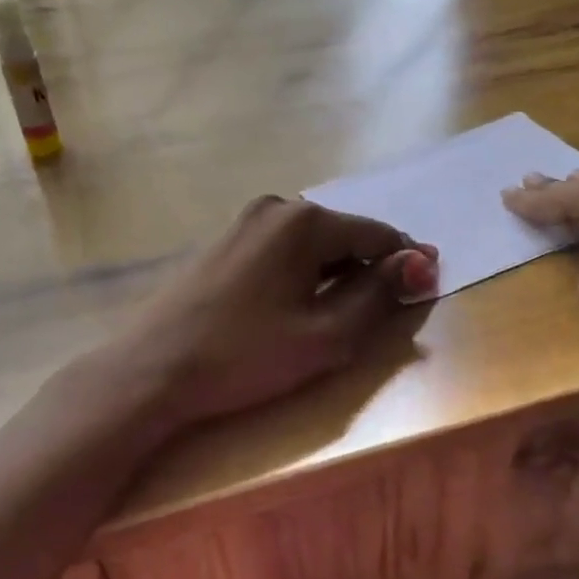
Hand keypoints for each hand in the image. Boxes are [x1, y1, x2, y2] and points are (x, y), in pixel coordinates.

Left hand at [106, 196, 437, 430]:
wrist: (151, 370)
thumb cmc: (245, 356)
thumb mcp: (325, 335)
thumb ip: (378, 295)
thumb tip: (419, 262)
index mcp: (305, 222)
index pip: (377, 233)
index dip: (407, 261)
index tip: (427, 287)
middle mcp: (276, 208)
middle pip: (344, 234)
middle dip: (369, 267)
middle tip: (381, 311)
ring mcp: (244, 222)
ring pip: (312, 243)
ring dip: (336, 271)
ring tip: (340, 314)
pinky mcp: (223, 242)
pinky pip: (282, 250)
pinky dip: (303, 272)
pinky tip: (295, 305)